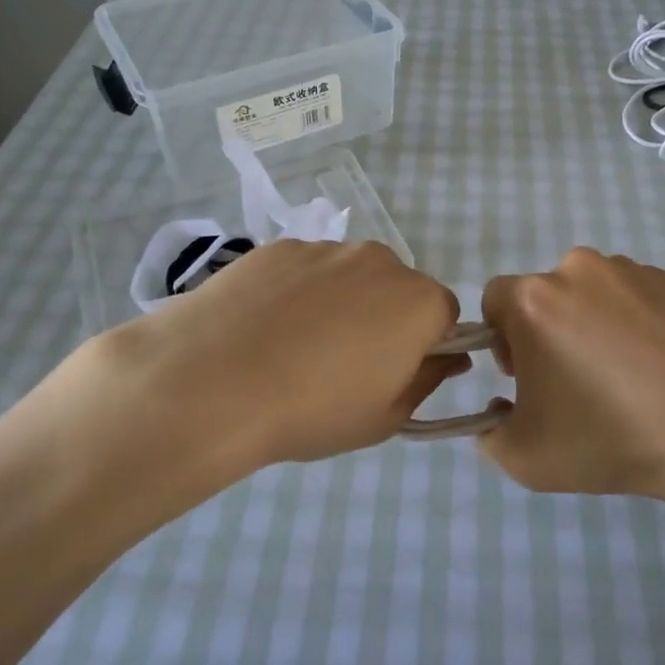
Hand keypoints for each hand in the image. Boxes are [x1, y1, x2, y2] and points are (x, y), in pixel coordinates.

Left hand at [96, 240, 464, 471]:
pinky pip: (305, 270)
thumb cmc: (315, 409)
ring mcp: (326, 248)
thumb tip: (449, 356)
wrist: (214, 381)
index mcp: (418, 301)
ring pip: (349, 276)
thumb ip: (427, 381)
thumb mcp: (385, 417)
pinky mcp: (280, 247)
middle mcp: (380, 261)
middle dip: (383, 318)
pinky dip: (297, 292)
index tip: (392, 372)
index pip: (444, 315)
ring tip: (295, 346)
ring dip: (339, 302)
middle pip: (397, 288)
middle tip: (343, 363)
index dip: (423, 345)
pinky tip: (265, 327)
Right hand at [479, 249, 664, 514]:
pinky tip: (658, 366)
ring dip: (589, 324)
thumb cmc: (612, 437)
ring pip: (588, 294)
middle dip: (547, 333)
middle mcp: (576, 269)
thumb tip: (500, 408)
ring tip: (624, 375)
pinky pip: (632, 296)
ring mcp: (629, 270)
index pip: (495, 301)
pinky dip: (632, 322)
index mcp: (533, 298)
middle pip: (543, 296)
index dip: (503, 340)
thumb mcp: (526, 458)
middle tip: (575, 383)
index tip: (528, 377)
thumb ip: (489, 434)